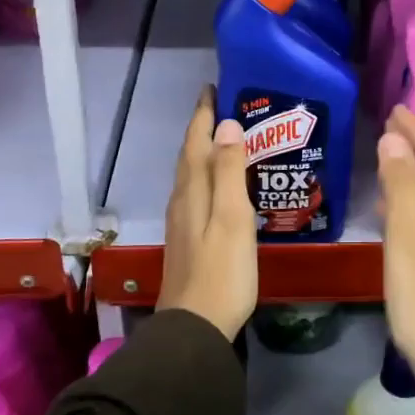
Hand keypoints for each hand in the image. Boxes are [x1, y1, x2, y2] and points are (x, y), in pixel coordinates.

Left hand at [157, 87, 257, 339]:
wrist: (196, 327)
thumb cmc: (222, 272)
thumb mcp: (232, 218)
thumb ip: (228, 171)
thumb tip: (226, 125)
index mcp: (193, 191)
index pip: (196, 141)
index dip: (204, 114)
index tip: (214, 87)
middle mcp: (182, 200)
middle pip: (189, 155)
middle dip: (202, 128)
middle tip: (223, 106)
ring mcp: (182, 222)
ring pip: (190, 175)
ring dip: (203, 151)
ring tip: (225, 139)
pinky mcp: (187, 240)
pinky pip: (195, 193)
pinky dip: (206, 176)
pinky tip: (219, 186)